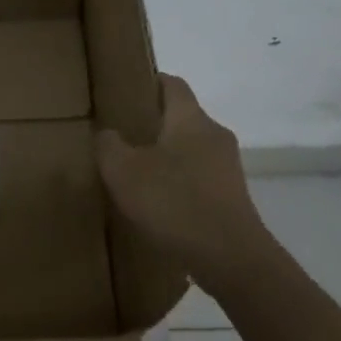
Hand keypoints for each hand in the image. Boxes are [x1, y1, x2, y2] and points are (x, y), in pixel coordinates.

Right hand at [96, 74, 267, 292]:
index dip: (149, 82)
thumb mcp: (123, 171)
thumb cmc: (174, 202)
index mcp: (190, 118)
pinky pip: (199, 179)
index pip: (172, 83)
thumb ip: (109, 146)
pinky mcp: (232, 198)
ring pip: (191, 150)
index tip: (124, 92)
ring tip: (136, 175)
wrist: (230, 259)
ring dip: (166, 157)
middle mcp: (215, 134)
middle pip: (182, 117)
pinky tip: (159, 205)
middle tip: (121, 137)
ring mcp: (228, 168)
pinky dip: (179, 184)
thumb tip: (108, 134)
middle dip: (153, 124)